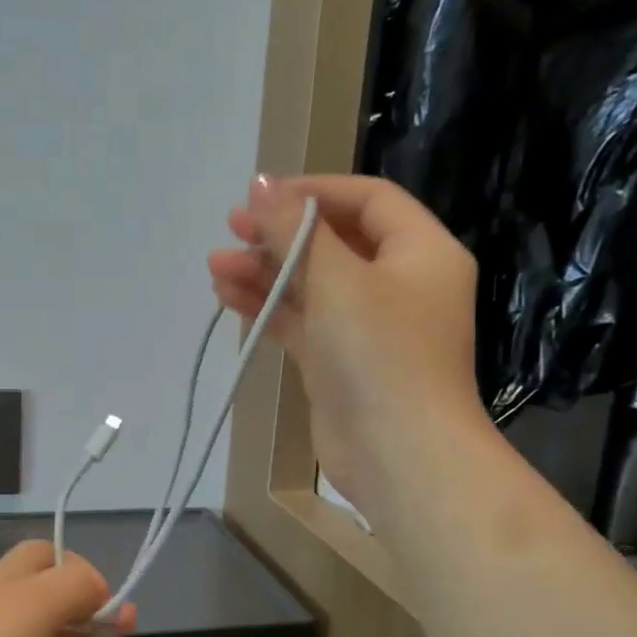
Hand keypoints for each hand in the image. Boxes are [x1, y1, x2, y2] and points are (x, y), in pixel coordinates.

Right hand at [207, 173, 488, 513]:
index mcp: (420, 252)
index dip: (314, 191)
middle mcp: (398, 283)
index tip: (262, 196)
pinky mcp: (339, 361)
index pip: (367, 199)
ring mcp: (367, 326)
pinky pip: (302, 320)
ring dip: (265, 272)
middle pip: (334, 242)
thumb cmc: (379, 353)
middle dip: (280, 235)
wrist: (398, 454)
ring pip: (311, 284)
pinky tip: (228, 296)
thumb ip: (295, 229)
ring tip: (216, 267)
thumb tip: (261, 182)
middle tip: (231, 230)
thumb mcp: (336, 279)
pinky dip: (269, 307)